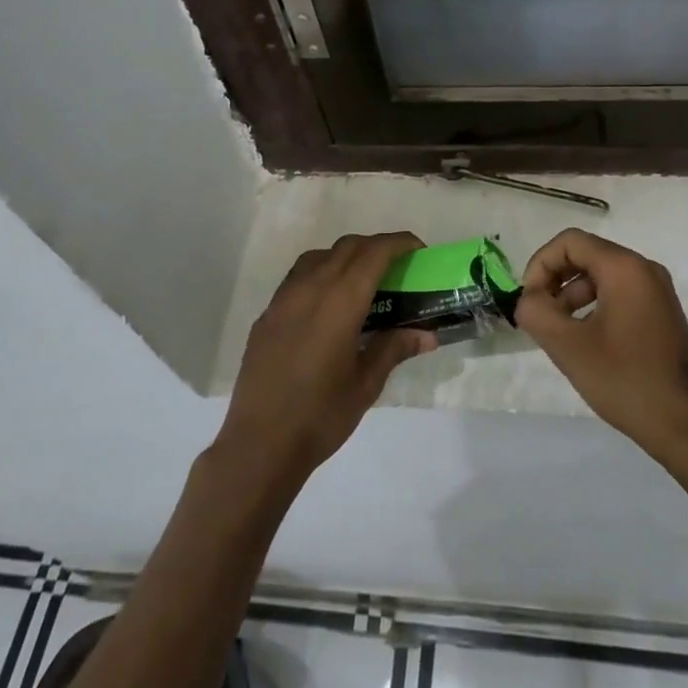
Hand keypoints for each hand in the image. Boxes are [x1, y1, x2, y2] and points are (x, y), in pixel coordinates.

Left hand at [216, 233, 435, 488]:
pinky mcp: (267, 315)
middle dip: (376, 247)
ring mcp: (283, 299)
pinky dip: (320, 274)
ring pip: (319, 256)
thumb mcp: (366, 384)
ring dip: (345, 256)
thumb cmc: (321, 415)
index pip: (374, 253)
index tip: (418, 249)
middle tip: (397, 266)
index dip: (399, 243)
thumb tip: (426, 334)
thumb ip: (394, 348)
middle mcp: (310, 288)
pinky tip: (327, 305)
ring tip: (362, 282)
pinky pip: (298, 277)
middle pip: (347, 247)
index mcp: (340, 301)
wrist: (260, 444)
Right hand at [517, 229, 687, 461]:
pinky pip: (619, 294)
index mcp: (625, 268)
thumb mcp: (568, 346)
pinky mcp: (662, 314)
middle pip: (586, 255)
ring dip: (572, 295)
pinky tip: (585, 340)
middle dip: (555, 280)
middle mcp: (645, 269)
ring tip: (558, 331)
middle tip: (538, 315)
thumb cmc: (625, 380)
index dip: (541, 264)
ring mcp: (658, 292)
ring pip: (602, 276)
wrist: (687, 427)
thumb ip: (536, 312)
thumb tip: (527, 299)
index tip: (529, 300)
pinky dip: (594, 306)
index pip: (570, 242)